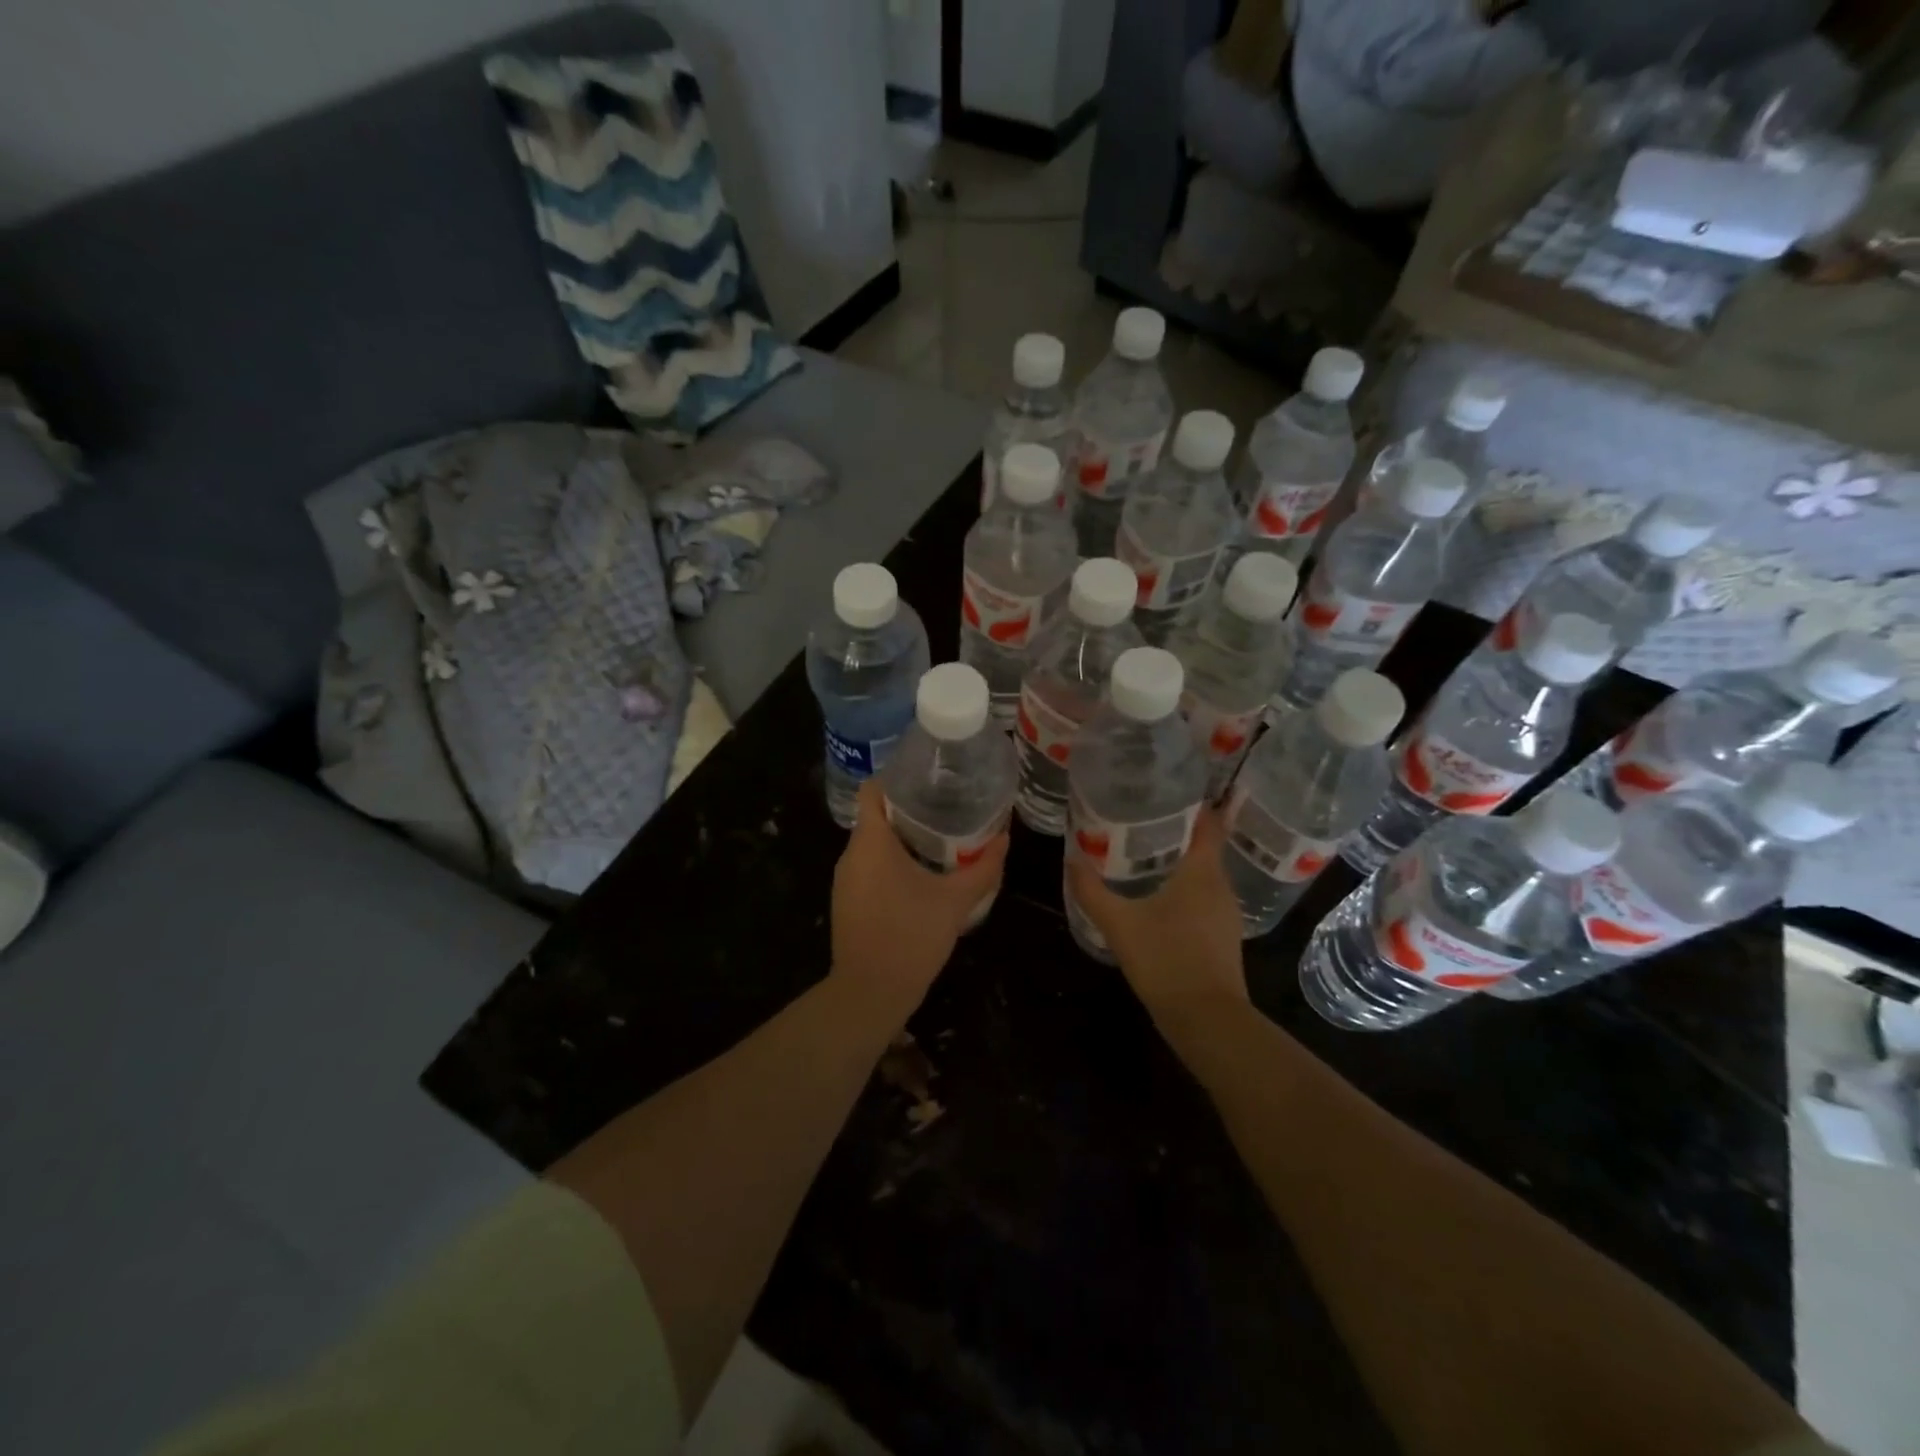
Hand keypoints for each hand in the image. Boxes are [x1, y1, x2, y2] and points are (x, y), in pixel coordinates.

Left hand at [830, 781, 1008, 1020]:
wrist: (870, 994)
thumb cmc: (910, 937)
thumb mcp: (955, 901)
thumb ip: (983, 868)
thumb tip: (1005, 838)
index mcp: (870, 842)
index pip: (873, 789)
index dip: (898, 778)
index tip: (930, 779)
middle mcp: (851, 854)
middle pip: (876, 814)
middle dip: (910, 808)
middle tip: (947, 806)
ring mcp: (845, 880)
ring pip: (873, 843)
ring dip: (903, 838)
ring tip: (940, 836)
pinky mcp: (848, 901)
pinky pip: (870, 867)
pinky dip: (892, 862)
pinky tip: (922, 873)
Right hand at [1067, 810, 1247, 1019]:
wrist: (1207, 1020)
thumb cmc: (1166, 961)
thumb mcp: (1119, 924)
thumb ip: (1091, 891)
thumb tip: (1070, 858)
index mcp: (1203, 872)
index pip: (1208, 823)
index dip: (1192, 804)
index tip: (1165, 792)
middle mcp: (1221, 886)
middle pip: (1204, 846)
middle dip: (1177, 831)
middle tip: (1141, 818)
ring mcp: (1226, 913)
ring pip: (1204, 873)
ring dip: (1180, 861)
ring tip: (1144, 852)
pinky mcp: (1223, 935)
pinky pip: (1205, 897)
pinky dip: (1185, 888)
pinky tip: (1158, 896)